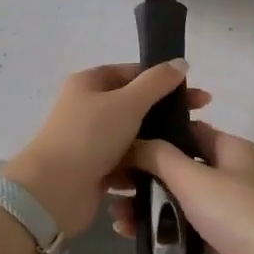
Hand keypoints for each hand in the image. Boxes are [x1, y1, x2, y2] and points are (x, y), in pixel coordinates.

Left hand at [5, 62, 211, 238]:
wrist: (54, 190)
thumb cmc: (90, 137)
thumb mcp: (127, 102)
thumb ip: (157, 82)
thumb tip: (181, 62)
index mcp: (90, 84)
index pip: (133, 73)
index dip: (165, 81)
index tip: (197, 96)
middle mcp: (88, 108)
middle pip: (135, 105)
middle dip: (165, 114)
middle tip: (199, 124)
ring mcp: (91, 141)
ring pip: (133, 137)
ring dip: (156, 143)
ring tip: (188, 152)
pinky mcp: (96, 169)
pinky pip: (127, 163)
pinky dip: (144, 166)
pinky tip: (169, 172)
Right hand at [109, 123, 253, 253]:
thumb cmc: (239, 212)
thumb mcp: (194, 177)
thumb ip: (159, 156)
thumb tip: (132, 141)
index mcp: (231, 150)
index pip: (189, 132)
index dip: (156, 135)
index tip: (120, 143)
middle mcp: (230, 176)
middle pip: (179, 169)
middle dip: (143, 177)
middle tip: (109, 184)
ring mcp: (226, 212)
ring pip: (177, 201)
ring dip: (146, 206)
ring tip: (116, 215)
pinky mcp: (220, 243)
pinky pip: (182, 230)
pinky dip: (160, 230)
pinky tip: (131, 234)